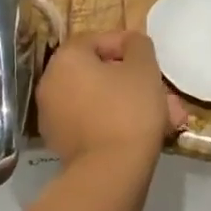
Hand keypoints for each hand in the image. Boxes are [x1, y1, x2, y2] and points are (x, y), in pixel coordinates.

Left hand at [38, 31, 186, 166]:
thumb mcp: (144, 68)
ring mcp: (51, 115)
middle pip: (96, 73)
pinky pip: (91, 122)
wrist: (110, 170)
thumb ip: (138, 45)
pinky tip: (140, 133)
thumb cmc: (129, 110)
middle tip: (158, 91)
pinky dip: (112, 122)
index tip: (149, 59)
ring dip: (126, 102)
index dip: (126, 45)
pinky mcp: (60, 143)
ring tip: (160, 115)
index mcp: (66, 59)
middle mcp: (50, 83)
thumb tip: (131, 43)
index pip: (95, 40)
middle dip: (131, 80)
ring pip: (97, 100)